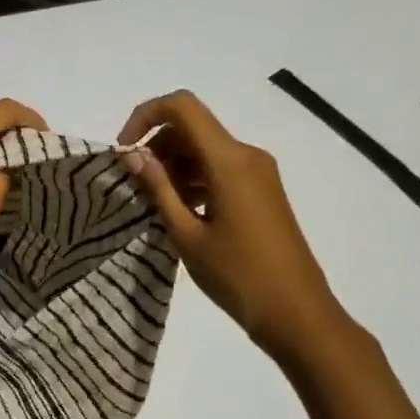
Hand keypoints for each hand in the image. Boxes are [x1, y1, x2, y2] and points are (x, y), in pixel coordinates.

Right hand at [119, 90, 355, 363]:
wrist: (295, 312)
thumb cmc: (236, 275)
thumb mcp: (186, 234)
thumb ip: (158, 188)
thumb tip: (132, 154)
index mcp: (229, 160)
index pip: (182, 107)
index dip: (145, 116)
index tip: (124, 151)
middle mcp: (246, 155)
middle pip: (191, 127)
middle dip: (156, 146)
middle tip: (133, 186)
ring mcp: (258, 172)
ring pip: (204, 149)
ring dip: (172, 166)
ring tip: (152, 204)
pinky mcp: (261, 190)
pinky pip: (219, 168)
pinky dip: (192, 179)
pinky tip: (179, 211)